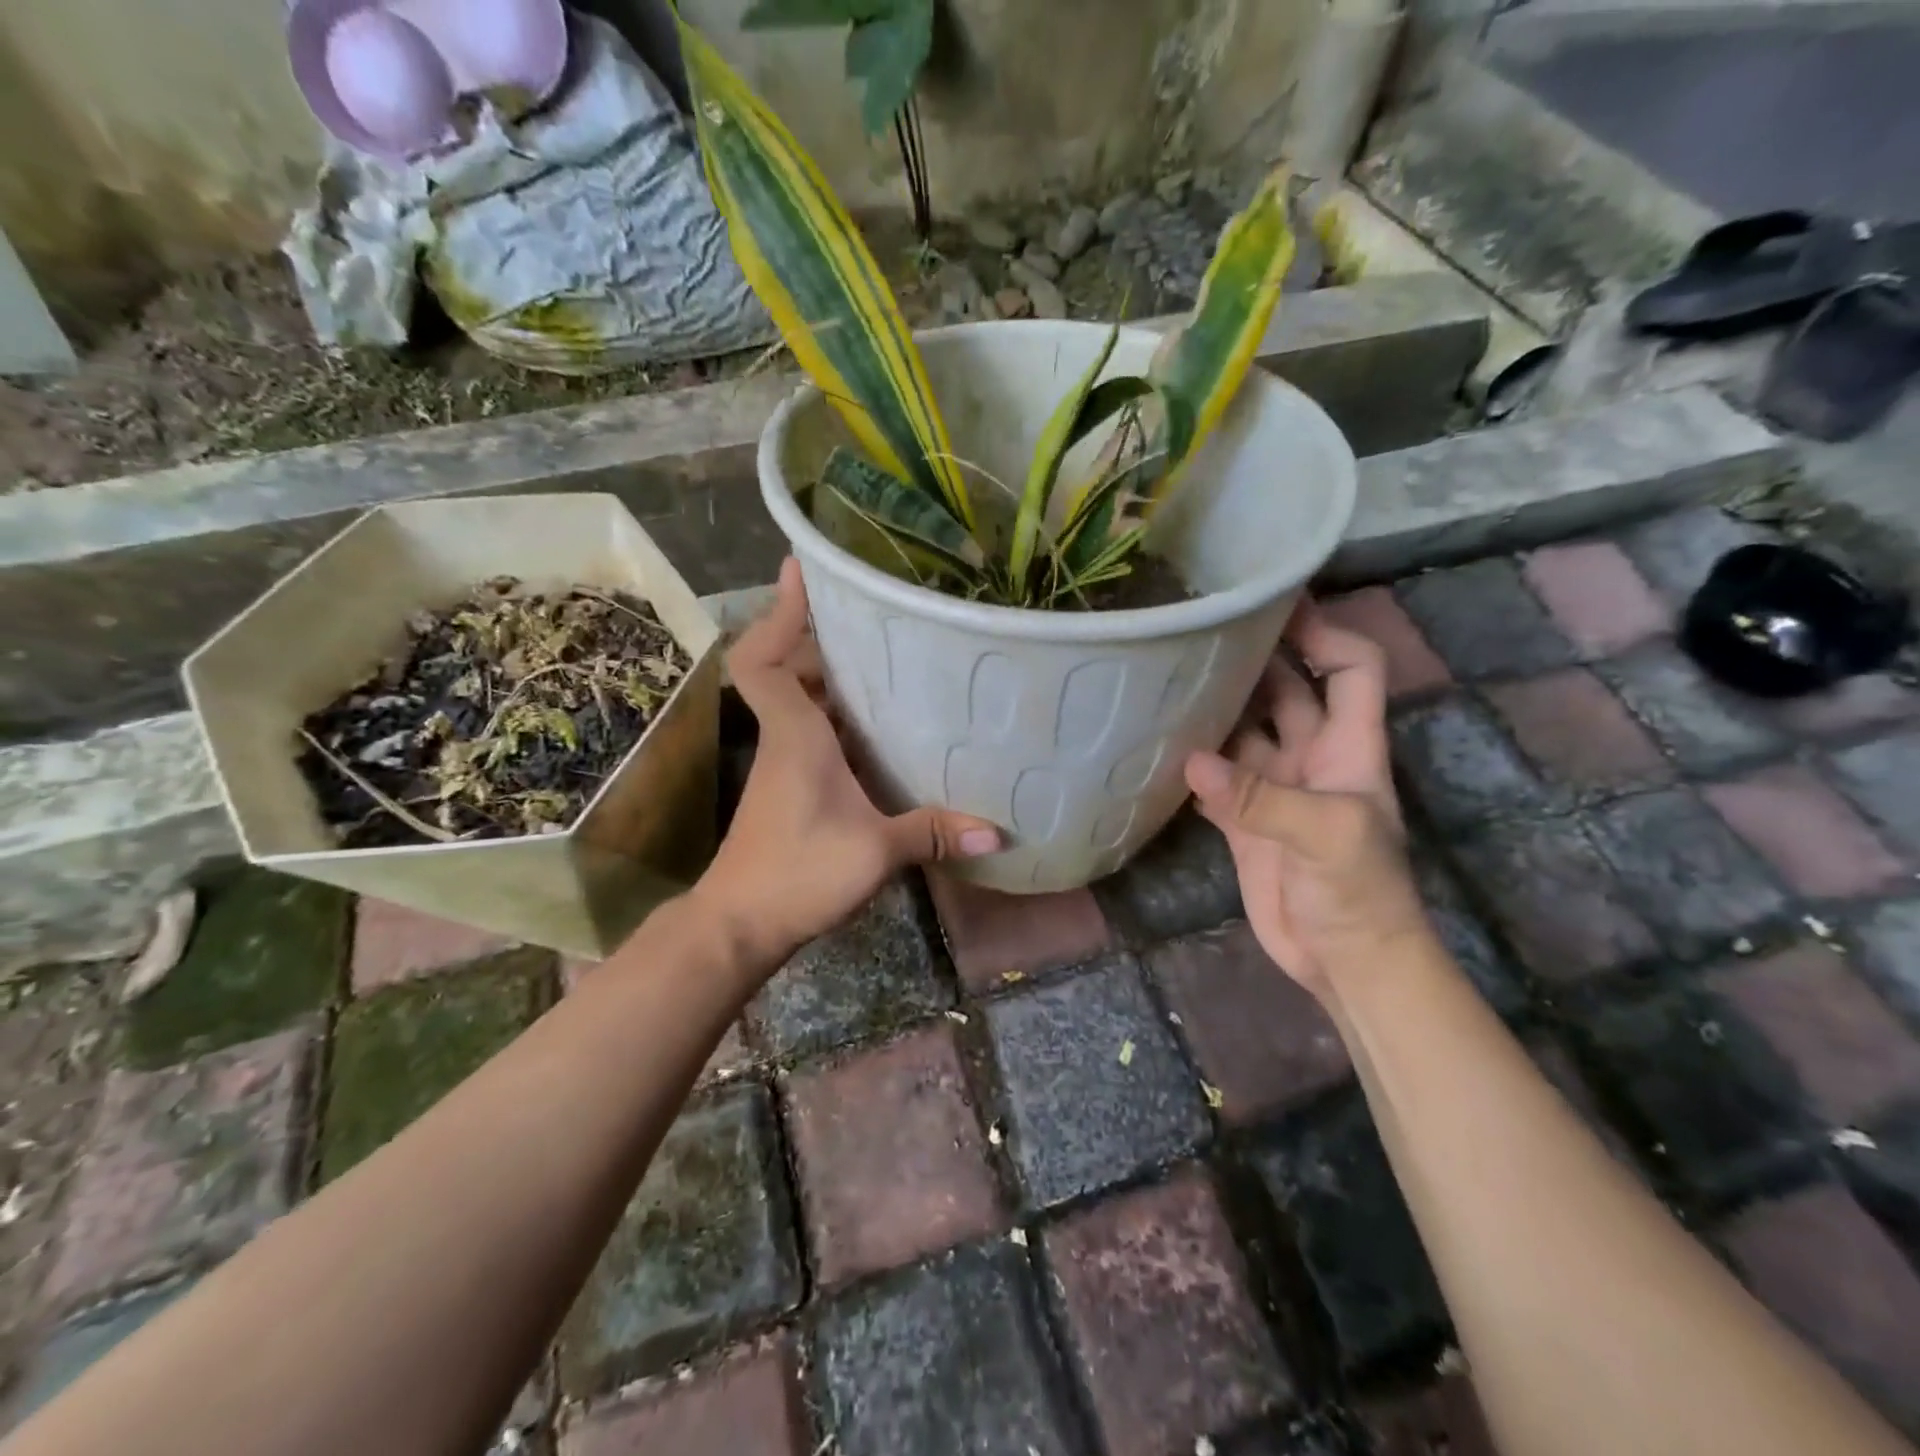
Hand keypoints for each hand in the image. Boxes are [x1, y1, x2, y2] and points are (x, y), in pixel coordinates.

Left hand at [692, 559, 1001, 970]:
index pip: (766, 660)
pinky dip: (838, 718)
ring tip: (887, 661)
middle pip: (789, 670)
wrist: (739, 925)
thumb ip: (933, 834)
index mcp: (795, 736)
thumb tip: (997, 832)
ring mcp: (785, 764)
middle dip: (822, 639)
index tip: (797, 569)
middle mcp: (785, 739)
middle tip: (873, 620)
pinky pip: (811, 732)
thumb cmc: (797, 874)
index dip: (778, 612)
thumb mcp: (874, 853)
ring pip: (801, 702)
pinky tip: (879, 728)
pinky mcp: (791, 788)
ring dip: (833, 679)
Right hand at [1183, 598, 1428, 993]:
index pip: (1352, 668)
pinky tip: (1156, 741)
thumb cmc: (1360, 893)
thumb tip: (1191, 759)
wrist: (1344, 962)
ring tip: (1165, 674)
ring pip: (1243, 730)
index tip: (1276, 606)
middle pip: (1287, 689)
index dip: (1325, 633)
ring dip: (1215, 706)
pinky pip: (1214, 776)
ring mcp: (1274, 788)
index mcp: (1349, 746)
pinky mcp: (1243, 820)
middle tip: (1199, 629)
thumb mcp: (1327, 836)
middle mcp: (1311, 756)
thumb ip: (1260, 797)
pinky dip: (1191, 759)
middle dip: (1255, 657)